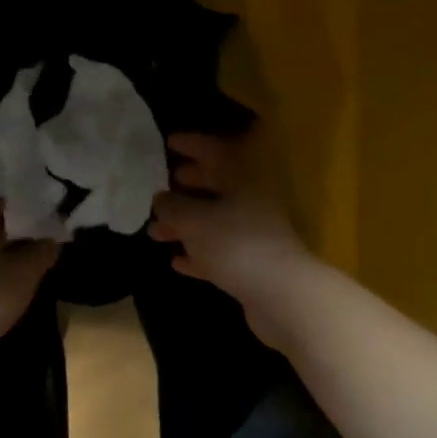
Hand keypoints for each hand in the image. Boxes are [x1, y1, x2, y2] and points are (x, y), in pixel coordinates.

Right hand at [149, 131, 320, 346]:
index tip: (168, 141)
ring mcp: (254, 234)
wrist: (282, 296)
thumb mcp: (194, 220)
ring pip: (214, 221)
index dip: (192, 144)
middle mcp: (251, 201)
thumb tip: (160, 198)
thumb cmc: (236, 244)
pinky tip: (176, 260)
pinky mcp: (251, 264)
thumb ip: (172, 206)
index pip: (215, 151)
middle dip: (186, 185)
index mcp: (243, 178)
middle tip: (160, 184)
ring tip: (154, 231)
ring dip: (184, 224)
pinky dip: (198, 253)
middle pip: (216, 186)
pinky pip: (219, 252)